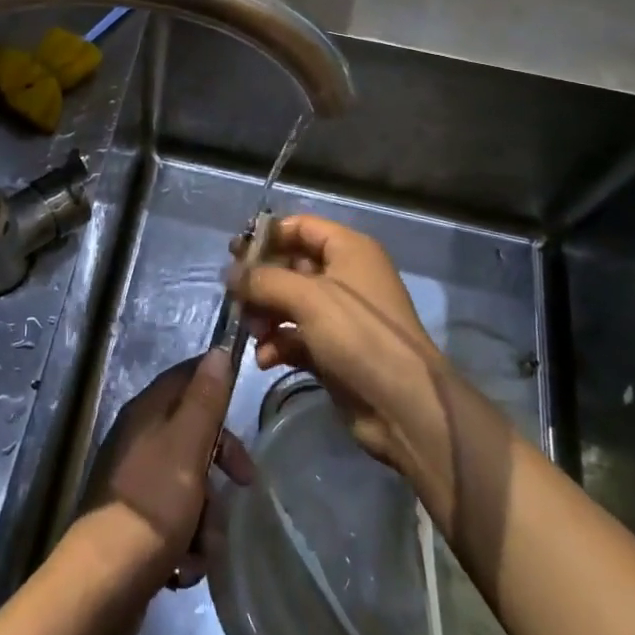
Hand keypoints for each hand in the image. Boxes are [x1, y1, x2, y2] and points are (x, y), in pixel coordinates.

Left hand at [82, 350, 253, 595]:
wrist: (103, 584)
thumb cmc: (152, 505)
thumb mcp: (188, 445)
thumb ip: (205, 399)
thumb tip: (217, 350)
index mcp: (147, 412)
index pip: (186, 378)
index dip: (217, 386)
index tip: (245, 409)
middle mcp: (138, 439)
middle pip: (193, 433)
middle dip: (221, 461)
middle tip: (243, 483)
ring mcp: (135, 482)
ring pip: (189, 483)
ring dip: (206, 515)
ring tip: (205, 544)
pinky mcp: (135, 523)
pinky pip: (175, 521)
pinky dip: (187, 542)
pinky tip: (186, 567)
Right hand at [230, 215, 454, 500]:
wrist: (404, 406)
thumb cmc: (358, 335)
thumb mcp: (307, 298)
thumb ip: (263, 280)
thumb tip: (230, 273)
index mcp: (348, 250)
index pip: (301, 227)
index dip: (268, 235)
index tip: (234, 252)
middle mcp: (345, 277)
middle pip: (291, 266)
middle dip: (261, 282)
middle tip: (234, 296)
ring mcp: (340, 316)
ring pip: (289, 303)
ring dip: (265, 315)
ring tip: (251, 331)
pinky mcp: (334, 350)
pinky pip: (296, 337)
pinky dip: (278, 344)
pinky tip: (265, 359)